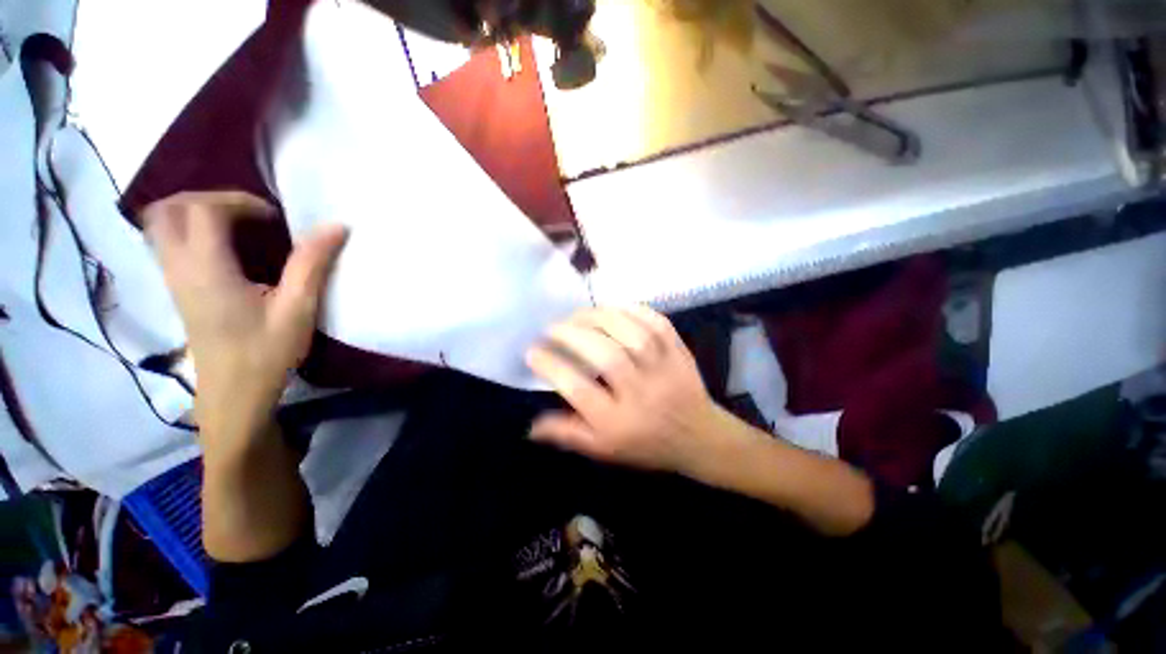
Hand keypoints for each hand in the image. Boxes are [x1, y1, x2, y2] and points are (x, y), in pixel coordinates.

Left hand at [143, 192, 346, 446]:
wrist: (233, 394)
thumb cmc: (266, 353)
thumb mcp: (297, 309)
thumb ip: (312, 264)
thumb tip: (336, 227)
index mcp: (207, 269)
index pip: (204, 209)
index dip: (240, 201)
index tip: (275, 218)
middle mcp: (179, 267)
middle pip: (168, 208)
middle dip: (208, 198)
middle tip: (248, 212)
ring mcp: (172, 279)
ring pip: (160, 224)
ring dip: (195, 212)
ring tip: (236, 225)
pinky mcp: (176, 289)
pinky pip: (167, 242)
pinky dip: (190, 230)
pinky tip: (224, 247)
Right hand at [526, 307, 726, 474]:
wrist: (699, 437)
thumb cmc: (645, 444)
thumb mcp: (603, 449)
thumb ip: (567, 434)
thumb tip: (531, 426)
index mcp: (617, 422)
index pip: (579, 390)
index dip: (552, 366)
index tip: (532, 351)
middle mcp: (641, 394)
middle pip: (606, 357)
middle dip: (572, 335)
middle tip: (552, 327)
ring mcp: (664, 370)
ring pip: (632, 335)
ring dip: (599, 317)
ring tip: (578, 315)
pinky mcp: (680, 352)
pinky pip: (657, 323)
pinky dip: (633, 310)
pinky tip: (613, 308)